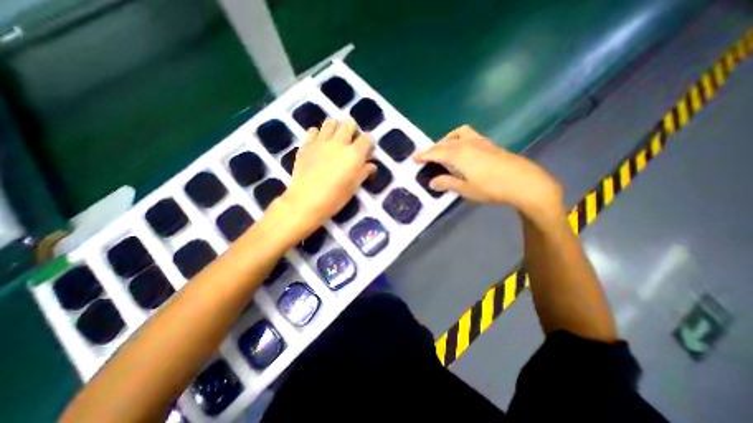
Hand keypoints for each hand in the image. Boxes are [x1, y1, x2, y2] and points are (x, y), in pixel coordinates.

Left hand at [274, 120, 372, 237]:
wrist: (306, 201)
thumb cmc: (335, 197)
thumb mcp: (354, 186)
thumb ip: (365, 172)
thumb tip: (371, 165)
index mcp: (354, 154)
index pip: (367, 138)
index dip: (369, 143)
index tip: (367, 152)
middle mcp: (339, 143)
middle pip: (349, 124)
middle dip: (353, 131)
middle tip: (351, 144)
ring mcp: (320, 142)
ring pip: (331, 122)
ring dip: (336, 128)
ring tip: (336, 141)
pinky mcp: (306, 145)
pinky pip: (313, 130)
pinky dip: (318, 134)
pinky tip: (319, 144)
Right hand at [412, 124, 564, 219]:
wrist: (523, 182)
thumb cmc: (491, 188)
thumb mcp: (465, 189)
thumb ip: (446, 183)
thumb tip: (432, 182)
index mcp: (457, 155)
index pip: (435, 152)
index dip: (423, 155)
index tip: (414, 158)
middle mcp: (466, 144)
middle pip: (444, 143)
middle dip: (432, 149)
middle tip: (426, 158)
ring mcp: (478, 141)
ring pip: (456, 135)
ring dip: (446, 140)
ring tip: (444, 151)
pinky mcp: (488, 143)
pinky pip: (468, 135)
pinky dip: (458, 139)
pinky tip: (462, 151)